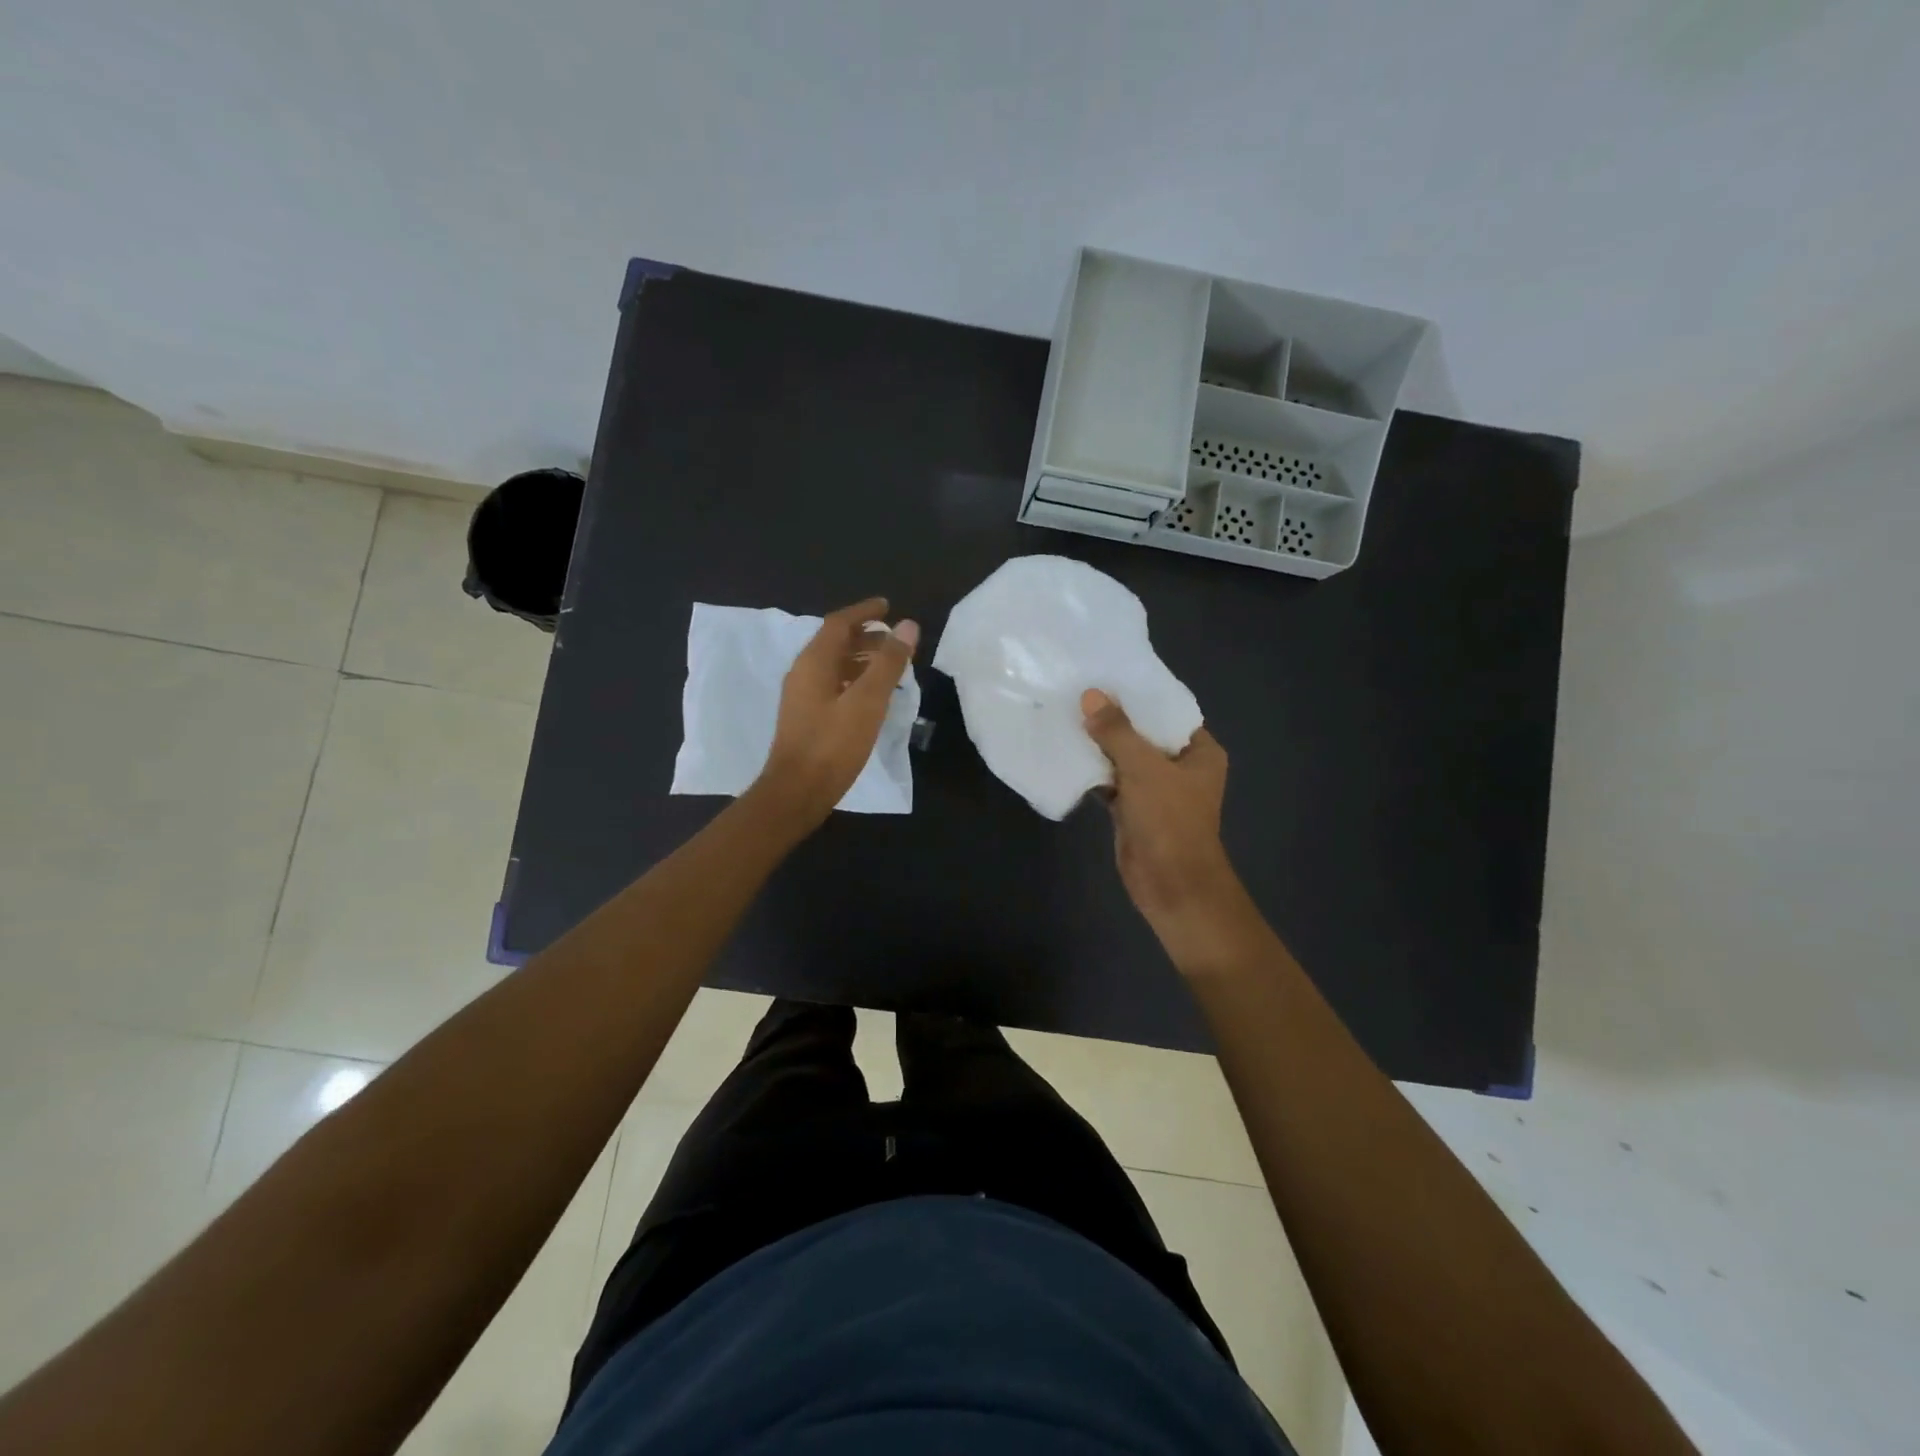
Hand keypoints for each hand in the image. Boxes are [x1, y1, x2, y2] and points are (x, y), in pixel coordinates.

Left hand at [757, 597, 918, 825]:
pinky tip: (873, 697)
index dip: (864, 611)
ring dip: (862, 660)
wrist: (797, 792)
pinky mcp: (807, 718)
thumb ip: (888, 662)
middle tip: (896, 640)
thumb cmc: (833, 745)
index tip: (888, 606)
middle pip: (835, 643)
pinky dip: (855, 681)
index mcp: (814, 662)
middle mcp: (803, 673)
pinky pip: (833, 686)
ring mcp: (802, 697)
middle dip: (866, 636)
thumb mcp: (868, 701)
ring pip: (834, 666)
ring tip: (891, 666)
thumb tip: (908, 626)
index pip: (839, 623)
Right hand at [1081, 690, 1250, 967]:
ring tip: (1068, 714)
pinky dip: (1093, 771)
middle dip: (1114, 718)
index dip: (1140, 694)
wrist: (1171, 885)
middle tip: (1080, 691)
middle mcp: (1180, 767)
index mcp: (1199, 752)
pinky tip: (1067, 752)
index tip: (1108, 675)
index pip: (1169, 711)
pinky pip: (1111, 781)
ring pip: (1125, 758)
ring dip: (1100, 744)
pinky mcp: (1134, 809)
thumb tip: (1091, 695)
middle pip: (1144, 734)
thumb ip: (1117, 731)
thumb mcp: (1143, 768)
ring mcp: (1156, 790)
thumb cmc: (1169, 820)